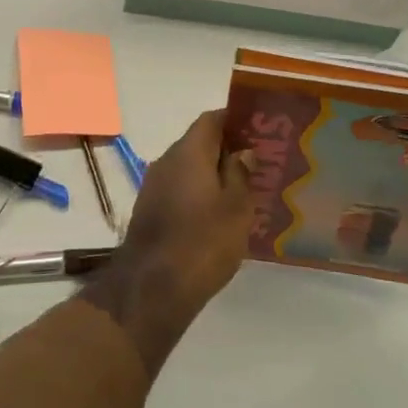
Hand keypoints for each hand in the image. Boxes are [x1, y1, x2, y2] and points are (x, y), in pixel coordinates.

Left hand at [122, 109, 256, 311]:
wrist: (152, 287)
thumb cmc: (203, 242)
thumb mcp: (236, 208)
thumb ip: (240, 174)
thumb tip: (242, 151)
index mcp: (188, 152)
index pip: (211, 120)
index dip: (234, 120)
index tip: (257, 130)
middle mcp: (167, 161)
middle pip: (198, 143)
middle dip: (226, 149)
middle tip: (257, 163)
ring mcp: (154, 186)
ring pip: (188, 168)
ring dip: (212, 174)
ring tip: (243, 190)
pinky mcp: (149, 210)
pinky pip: (179, 189)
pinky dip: (198, 193)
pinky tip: (217, 215)